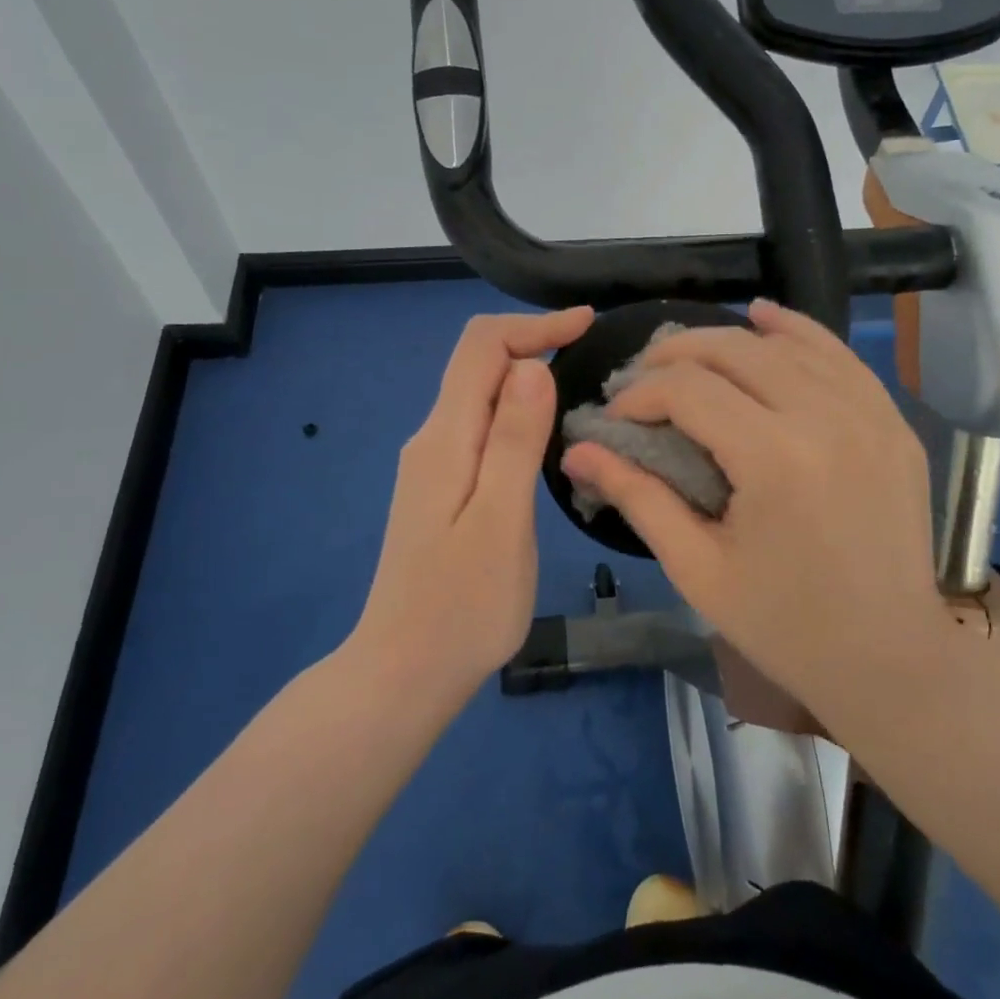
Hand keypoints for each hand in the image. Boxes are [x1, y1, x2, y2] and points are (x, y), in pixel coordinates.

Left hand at [351, 308, 593, 697]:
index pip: (481, 347)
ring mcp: (432, 465)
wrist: (403, 673)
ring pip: (480, 395)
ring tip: (583, 389)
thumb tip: (532, 365)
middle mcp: (431, 439)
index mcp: (444, 438)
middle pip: (478, 364)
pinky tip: (547, 435)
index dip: (534, 324)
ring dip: (527, 377)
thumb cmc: (462, 607)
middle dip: (534, 343)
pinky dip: (517, 412)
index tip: (587, 325)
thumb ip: (513, 439)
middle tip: (596, 355)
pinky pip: (480, 427)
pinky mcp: (441, 489)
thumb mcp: (500, 520)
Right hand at [560, 299, 954, 714]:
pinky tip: (764, 318)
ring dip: (727, 340)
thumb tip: (577, 451)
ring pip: (785, 344)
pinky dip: (797, 331)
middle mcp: (825, 418)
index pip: (688, 390)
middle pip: (733, 351)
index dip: (640, 394)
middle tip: (641, 379)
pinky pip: (839, 356)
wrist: (892, 658)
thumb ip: (637, 497)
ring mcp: (869, 414)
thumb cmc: (785, 625)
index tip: (616, 416)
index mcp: (774, 459)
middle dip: (674, 356)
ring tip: (686, 356)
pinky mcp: (892, 422)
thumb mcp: (698, 568)